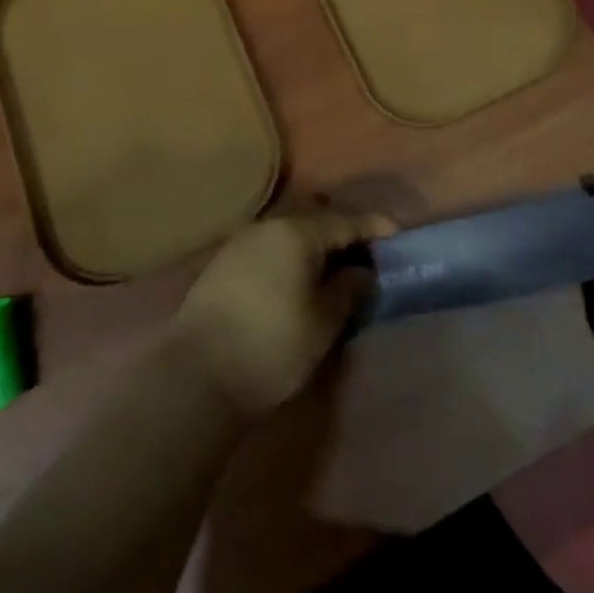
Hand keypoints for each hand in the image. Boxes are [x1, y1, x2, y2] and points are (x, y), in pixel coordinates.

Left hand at [171, 208, 396, 417]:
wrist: (196, 376)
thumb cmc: (271, 346)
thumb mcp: (323, 323)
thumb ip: (347, 290)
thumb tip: (361, 271)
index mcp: (298, 232)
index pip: (346, 219)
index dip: (374, 225)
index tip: (397, 232)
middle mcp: (270, 225)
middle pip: (316, 216)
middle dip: (343, 228)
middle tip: (366, 247)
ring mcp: (243, 241)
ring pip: (290, 228)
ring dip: (315, 240)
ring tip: (334, 261)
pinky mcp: (224, 261)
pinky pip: (271, 243)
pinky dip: (291, 251)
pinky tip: (298, 273)